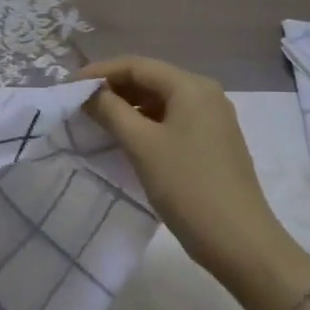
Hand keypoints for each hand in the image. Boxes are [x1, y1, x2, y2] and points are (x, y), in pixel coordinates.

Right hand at [78, 57, 309, 309]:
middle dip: (113, 88)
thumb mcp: (142, 145)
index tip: (68, 86)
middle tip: (78, 103)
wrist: (241, 243)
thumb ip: (111, 111)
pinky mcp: (213, 143)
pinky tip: (125, 138)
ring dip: (128, 106)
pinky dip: (145, 123)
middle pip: (150, 79)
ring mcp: (212, 119)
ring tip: (96, 120)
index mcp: (191, 87)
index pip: (137, 65)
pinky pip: (171, 120)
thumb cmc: (188, 187)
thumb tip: (88, 92)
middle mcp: (205, 94)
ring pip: (160, 101)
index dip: (100, 72)